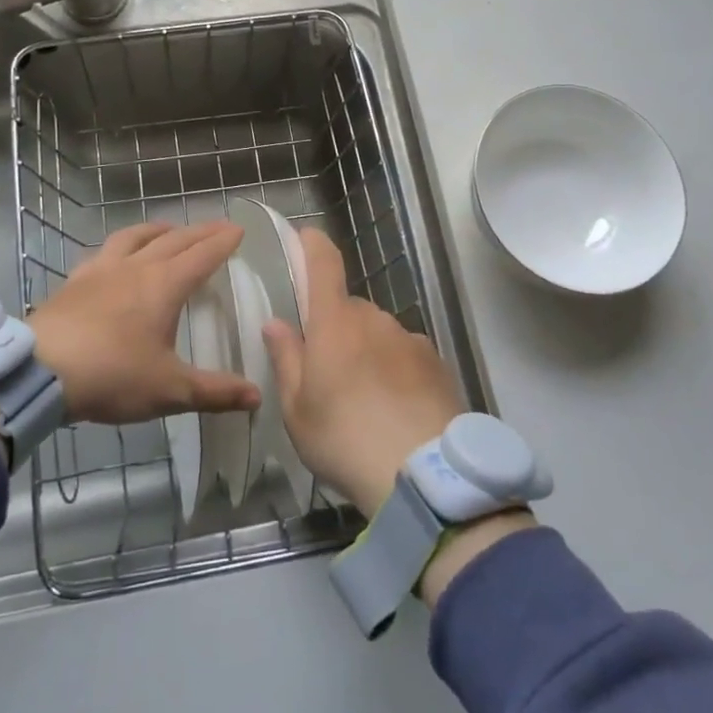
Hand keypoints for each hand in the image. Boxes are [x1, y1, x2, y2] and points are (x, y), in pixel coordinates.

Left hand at [29, 220, 260, 424]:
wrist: (39, 371)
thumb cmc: (112, 376)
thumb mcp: (169, 391)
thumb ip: (215, 393)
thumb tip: (258, 397)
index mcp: (165, 285)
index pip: (202, 255)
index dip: (223, 242)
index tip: (239, 230)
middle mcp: (136, 267)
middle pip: (174, 239)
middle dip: (200, 231)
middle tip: (217, 226)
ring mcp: (102, 270)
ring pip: (136, 236)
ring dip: (159, 229)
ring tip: (169, 229)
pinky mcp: (75, 280)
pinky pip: (105, 251)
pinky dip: (122, 246)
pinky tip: (116, 256)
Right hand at [262, 228, 464, 518]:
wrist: (423, 475)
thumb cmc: (344, 439)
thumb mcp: (297, 410)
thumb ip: (286, 359)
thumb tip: (276, 323)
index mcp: (335, 322)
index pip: (324, 263)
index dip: (313, 244)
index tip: (304, 237)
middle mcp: (374, 318)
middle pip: (349, 308)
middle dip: (335, 327)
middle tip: (327, 371)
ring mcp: (409, 338)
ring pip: (378, 332)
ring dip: (367, 350)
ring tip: (364, 398)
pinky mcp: (436, 362)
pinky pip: (405, 353)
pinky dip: (395, 368)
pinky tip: (395, 407)